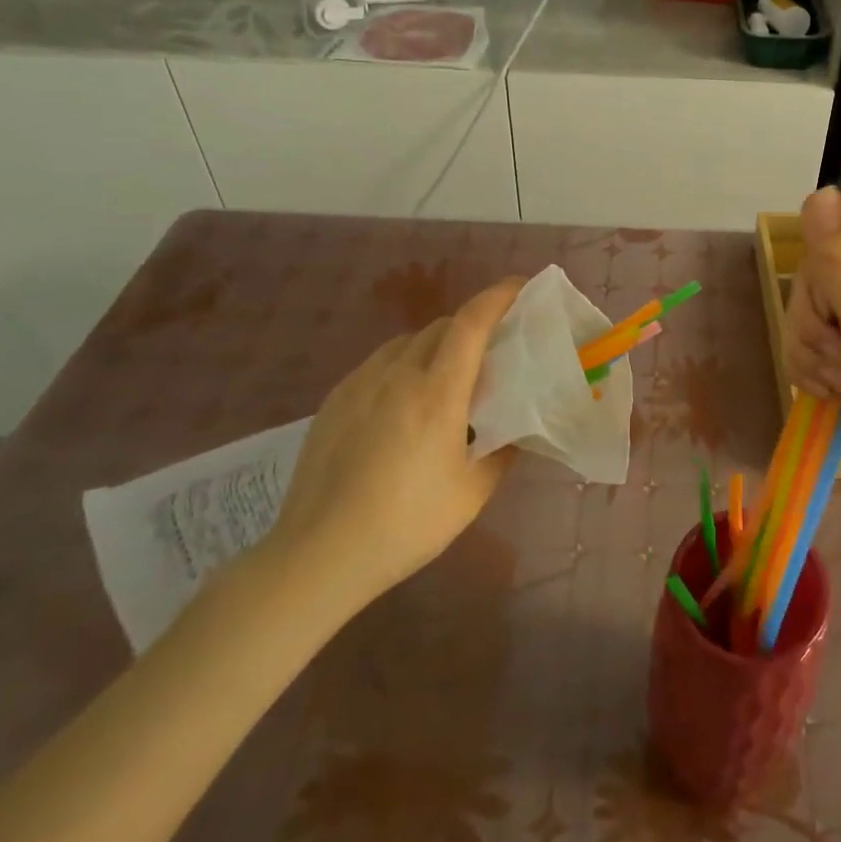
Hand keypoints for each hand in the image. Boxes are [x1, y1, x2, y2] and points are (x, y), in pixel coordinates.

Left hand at [260, 277, 524, 625]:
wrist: (319, 554)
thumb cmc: (407, 524)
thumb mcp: (473, 492)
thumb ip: (503, 451)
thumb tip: (516, 428)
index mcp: (437, 393)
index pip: (472, 323)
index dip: (499, 296)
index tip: (521, 287)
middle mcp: (397, 374)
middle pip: (442, 326)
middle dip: (473, 325)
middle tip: (493, 351)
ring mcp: (360, 384)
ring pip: (408, 342)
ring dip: (437, 345)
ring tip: (448, 378)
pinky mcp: (335, 399)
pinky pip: (380, 363)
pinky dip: (404, 364)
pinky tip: (404, 402)